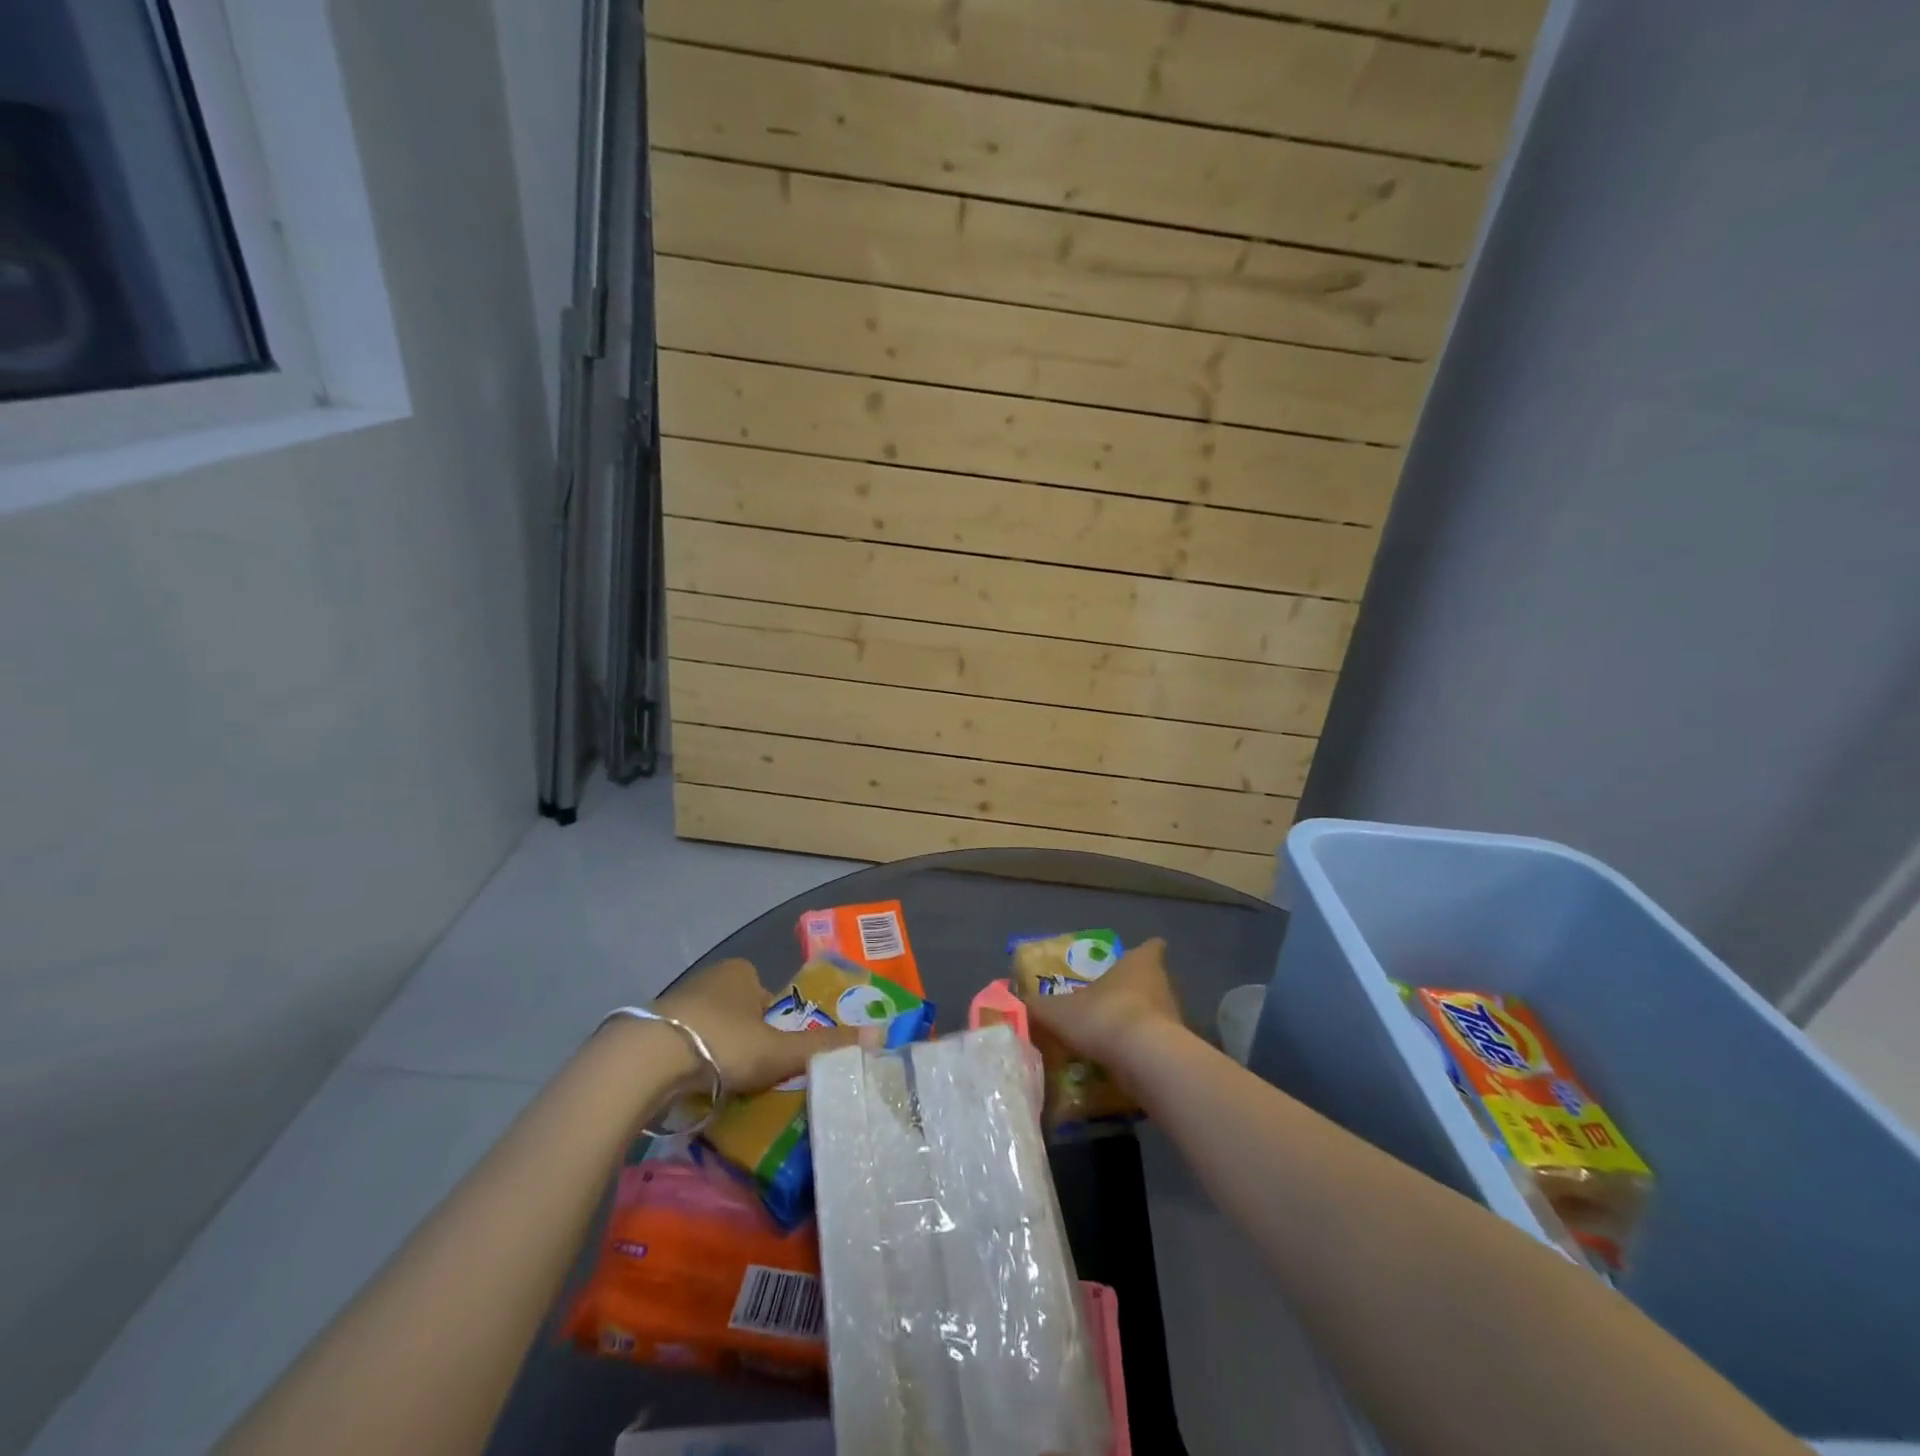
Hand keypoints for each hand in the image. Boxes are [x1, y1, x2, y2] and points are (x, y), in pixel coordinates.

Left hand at [652, 957, 864, 1094]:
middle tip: (754, 1075)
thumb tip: (881, 1035)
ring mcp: (677, 1003)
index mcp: (742, 972)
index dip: (778, 1024)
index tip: (777, 1055)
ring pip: (710, 1030)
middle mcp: (710, 979)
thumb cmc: (723, 1042)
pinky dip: (690, 1065)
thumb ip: (825, 1046)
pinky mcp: (650, 1030)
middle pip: (741, 1012)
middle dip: (747, 1040)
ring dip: (718, 1054)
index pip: (770, 996)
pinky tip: (693, 1089)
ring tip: (724, 1088)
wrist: (647, 1059)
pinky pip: (682, 1047)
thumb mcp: (779, 1049)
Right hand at [1020, 936, 1182, 1064]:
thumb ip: (1040, 1007)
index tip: (1134, 958)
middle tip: (1111, 1000)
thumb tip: (1020, 1002)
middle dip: (1136, 990)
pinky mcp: (1179, 1050)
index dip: (1144, 951)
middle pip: (1153, 980)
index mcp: (1138, 963)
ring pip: (1158, 1013)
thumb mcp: (1058, 1012)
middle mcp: (1162, 984)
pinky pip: (1159, 1045)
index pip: (1150, 948)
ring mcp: (1175, 1017)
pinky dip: (1144, 1051)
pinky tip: (1124, 1063)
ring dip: (1140, 1022)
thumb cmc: (1103, 1016)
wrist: (1144, 1060)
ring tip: (1114, 1036)